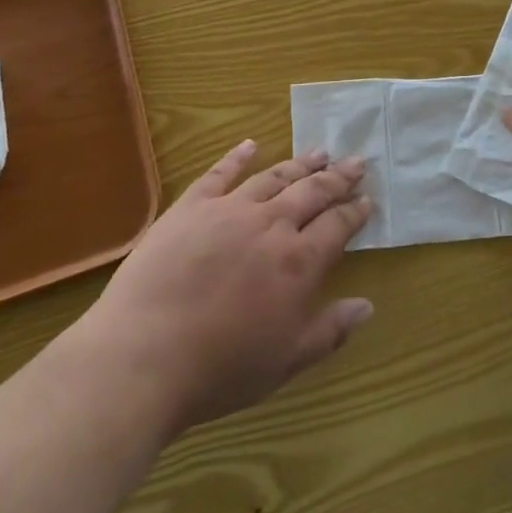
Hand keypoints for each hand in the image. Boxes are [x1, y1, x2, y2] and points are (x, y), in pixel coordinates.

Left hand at [80, 142, 374, 434]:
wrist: (143, 355)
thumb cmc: (220, 367)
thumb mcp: (286, 361)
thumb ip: (330, 331)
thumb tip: (368, 306)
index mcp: (299, 261)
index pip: (338, 226)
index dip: (355, 212)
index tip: (368, 200)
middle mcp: (271, 225)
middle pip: (312, 192)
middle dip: (338, 177)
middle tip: (356, 163)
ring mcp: (229, 210)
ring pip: (273, 178)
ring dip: (300, 164)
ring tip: (319, 152)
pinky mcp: (190, 208)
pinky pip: (219, 174)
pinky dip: (237, 157)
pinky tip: (250, 145)